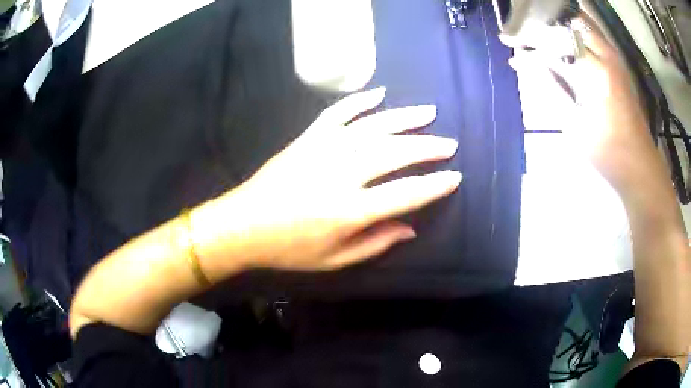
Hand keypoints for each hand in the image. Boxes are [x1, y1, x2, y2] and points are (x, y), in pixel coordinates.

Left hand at [193, 88, 460, 272]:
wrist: (244, 225)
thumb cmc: (289, 249)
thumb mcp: (335, 260)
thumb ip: (375, 243)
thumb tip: (410, 228)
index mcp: (349, 211)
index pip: (404, 194)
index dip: (433, 186)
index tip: (454, 177)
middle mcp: (341, 174)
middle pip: (394, 153)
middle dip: (427, 147)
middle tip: (448, 143)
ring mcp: (322, 150)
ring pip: (372, 127)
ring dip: (404, 118)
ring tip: (429, 112)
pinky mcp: (307, 139)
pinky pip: (337, 113)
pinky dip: (360, 100)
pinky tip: (380, 93)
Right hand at [504, 15, 661, 192]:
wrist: (639, 165)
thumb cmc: (608, 152)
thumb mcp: (575, 123)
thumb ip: (552, 88)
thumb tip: (528, 65)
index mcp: (597, 71)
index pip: (556, 41)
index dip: (530, 39)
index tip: (509, 39)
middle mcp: (607, 56)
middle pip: (571, 21)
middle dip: (547, 22)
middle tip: (527, 30)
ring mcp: (615, 60)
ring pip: (584, 25)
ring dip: (561, 25)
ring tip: (541, 32)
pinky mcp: (619, 67)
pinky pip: (594, 38)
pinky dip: (575, 35)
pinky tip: (563, 44)